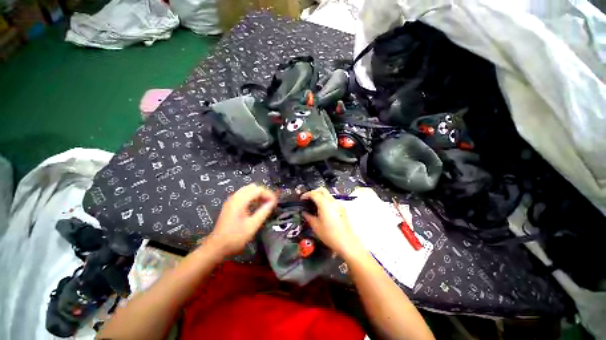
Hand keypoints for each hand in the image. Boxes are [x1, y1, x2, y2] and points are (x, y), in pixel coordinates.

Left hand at [208, 184, 277, 255]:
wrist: (216, 247)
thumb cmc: (235, 238)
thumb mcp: (252, 226)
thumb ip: (263, 212)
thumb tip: (273, 202)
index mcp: (240, 201)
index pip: (258, 189)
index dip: (269, 194)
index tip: (275, 202)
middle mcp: (235, 197)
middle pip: (253, 187)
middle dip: (264, 193)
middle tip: (271, 203)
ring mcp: (232, 200)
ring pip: (248, 190)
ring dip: (258, 195)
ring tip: (266, 204)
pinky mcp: (231, 204)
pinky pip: (244, 195)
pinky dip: (253, 197)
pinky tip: (257, 206)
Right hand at [301, 187, 363, 257]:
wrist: (346, 242)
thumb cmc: (330, 235)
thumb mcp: (316, 226)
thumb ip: (309, 217)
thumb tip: (304, 212)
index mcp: (325, 204)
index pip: (314, 193)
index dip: (306, 194)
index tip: (302, 199)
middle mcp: (332, 201)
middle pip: (322, 190)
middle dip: (313, 192)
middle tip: (308, 199)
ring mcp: (338, 204)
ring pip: (327, 194)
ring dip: (320, 196)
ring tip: (314, 205)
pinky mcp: (342, 208)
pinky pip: (332, 200)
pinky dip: (325, 201)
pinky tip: (322, 210)